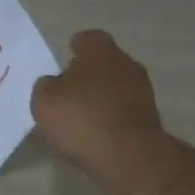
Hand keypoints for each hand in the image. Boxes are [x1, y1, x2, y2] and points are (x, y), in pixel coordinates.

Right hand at [31, 29, 163, 175]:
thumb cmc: (81, 118)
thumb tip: (53, 84)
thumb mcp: (44, 101)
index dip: (77, 46)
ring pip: (116, 86)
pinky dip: (111, 116)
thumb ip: (45, 86)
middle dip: (89, 73)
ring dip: (101, 96)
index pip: (90, 38)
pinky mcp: (149, 119)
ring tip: (81, 115)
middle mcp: (126, 64)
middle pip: (105, 62)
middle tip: (69, 89)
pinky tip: (96, 132)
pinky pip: (124, 110)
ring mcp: (142, 92)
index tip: (68, 54)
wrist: (127, 155)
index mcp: (101, 52)